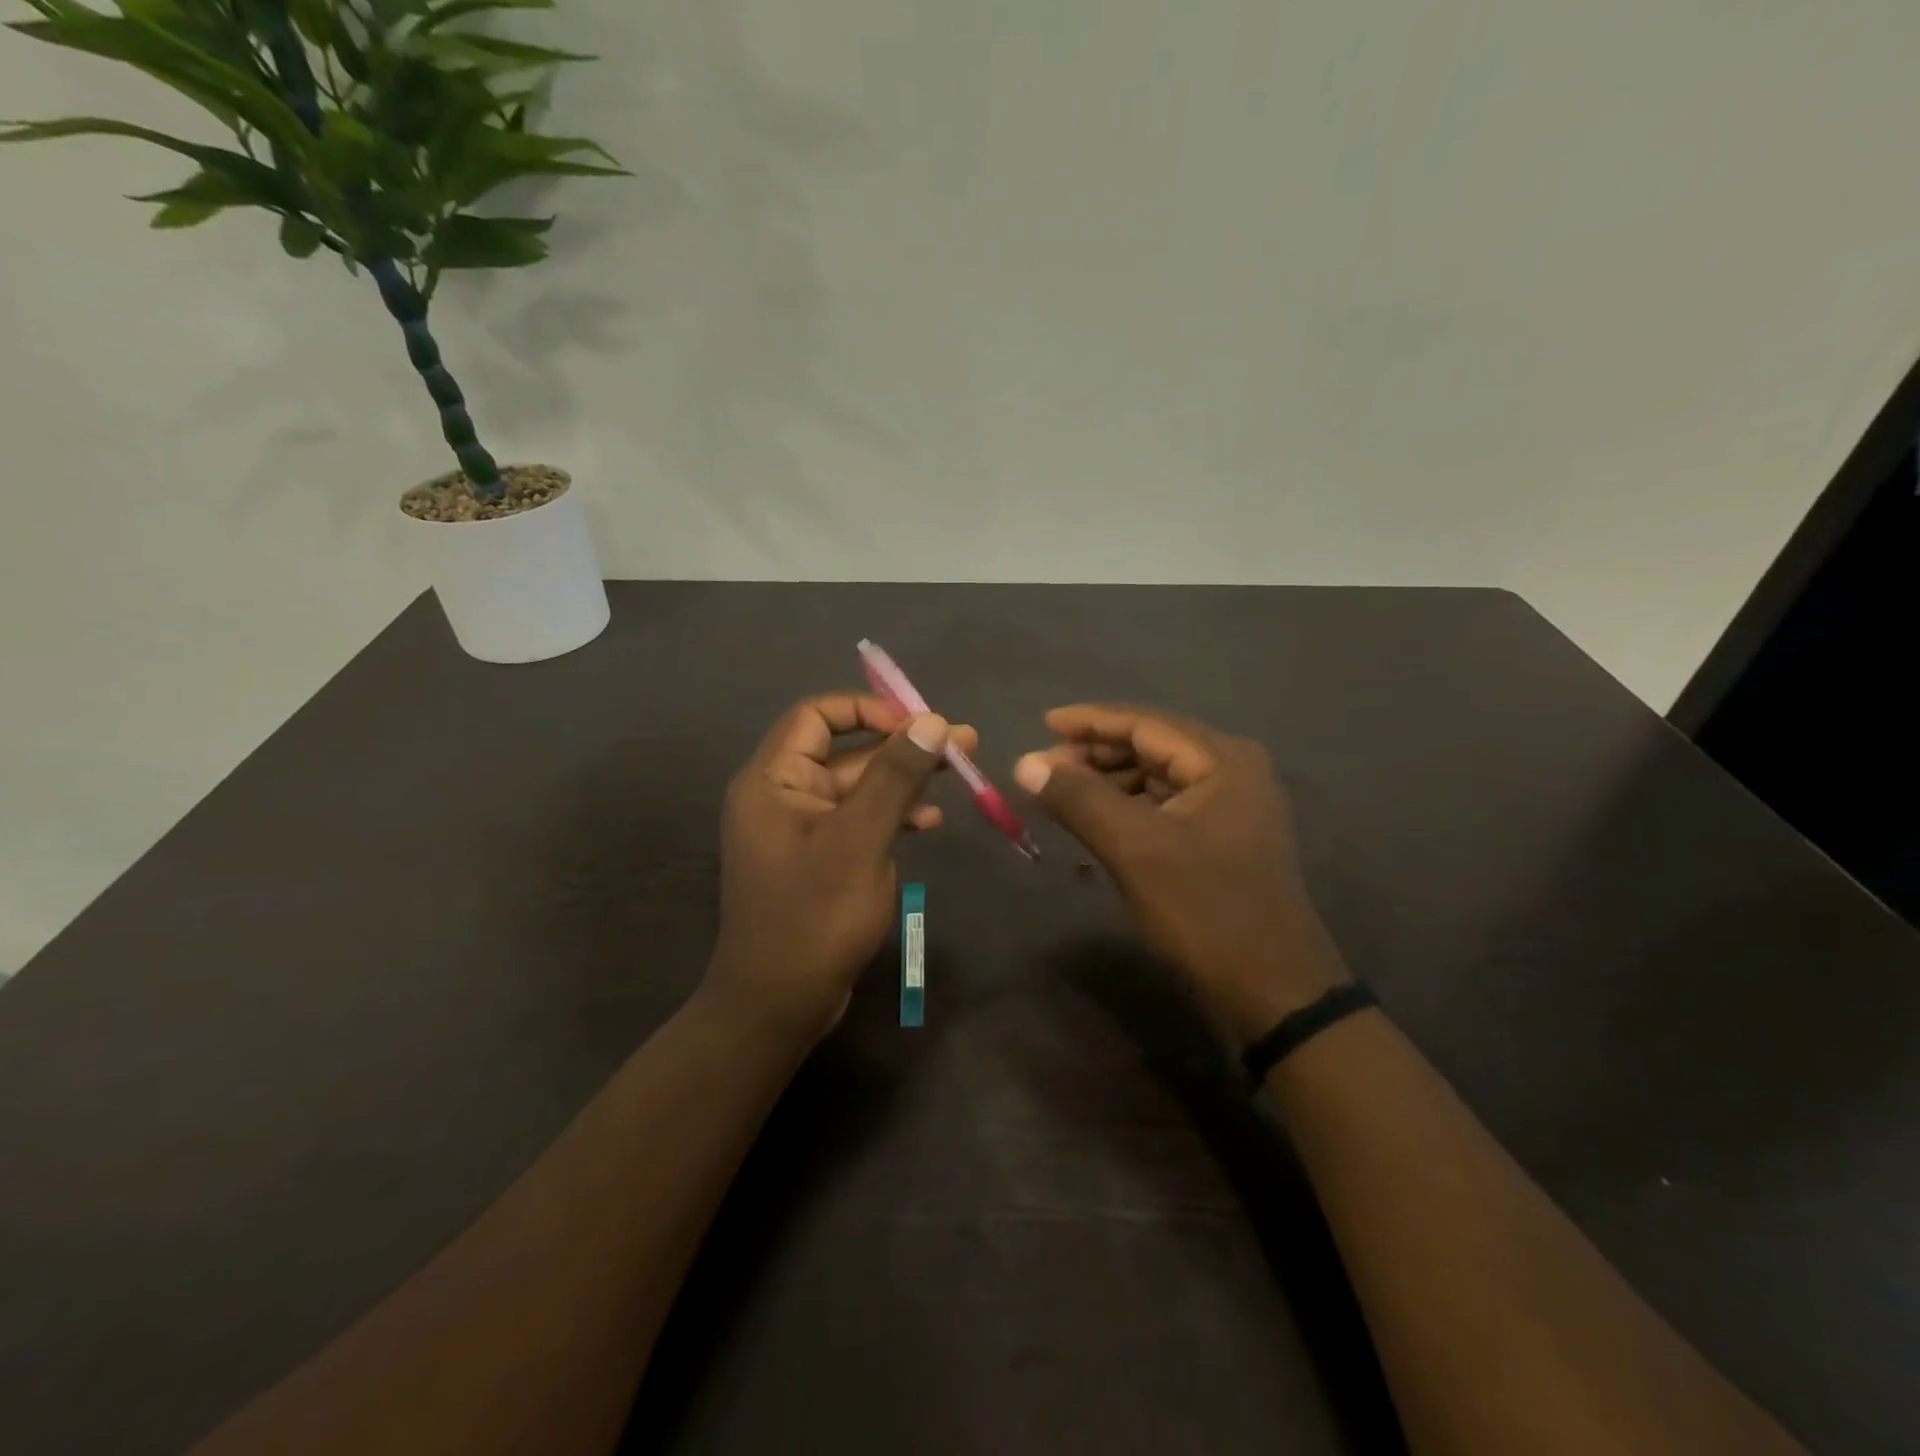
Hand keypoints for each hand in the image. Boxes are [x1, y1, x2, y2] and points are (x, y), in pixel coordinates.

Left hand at [705, 694, 975, 1045]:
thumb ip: (894, 776)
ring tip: (962, 772)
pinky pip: (857, 821)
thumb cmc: (815, 916)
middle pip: (845, 751)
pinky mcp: (818, 858)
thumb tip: (929, 720)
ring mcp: (800, 830)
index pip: (816, 715)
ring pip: (857, 787)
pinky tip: (930, 821)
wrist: (780, 1003)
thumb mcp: (861, 839)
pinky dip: (892, 815)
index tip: (918, 722)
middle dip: (902, 746)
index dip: (868, 709)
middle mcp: (780, 796)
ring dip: (905, 780)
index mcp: (772, 780)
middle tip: (962, 742)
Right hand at [1014, 704, 1347, 1041]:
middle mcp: (1233, 770)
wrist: (1273, 991)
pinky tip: (1097, 819)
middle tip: (1044, 767)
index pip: (1145, 722)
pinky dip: (1128, 806)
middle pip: (1152, 745)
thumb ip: (1079, 799)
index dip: (1090, 721)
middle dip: (1096, 753)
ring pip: (1157, 776)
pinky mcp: (1223, 837)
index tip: (1042, 723)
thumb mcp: (1135, 849)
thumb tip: (1025, 764)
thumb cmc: (1205, 910)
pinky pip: (1166, 804)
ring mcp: (1232, 805)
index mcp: (1222, 760)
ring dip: (1109, 780)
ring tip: (1062, 793)